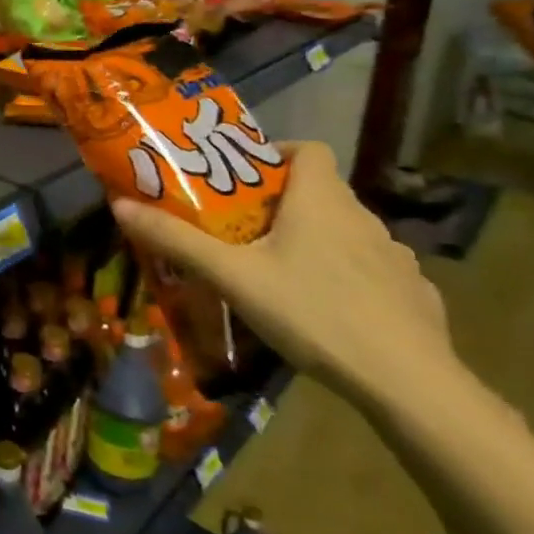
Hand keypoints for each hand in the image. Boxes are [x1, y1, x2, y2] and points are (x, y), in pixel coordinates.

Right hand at [112, 141, 455, 409]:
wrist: (407, 383)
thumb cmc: (312, 311)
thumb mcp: (231, 276)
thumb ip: (177, 240)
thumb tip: (119, 204)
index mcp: (321, 200)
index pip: (309, 150)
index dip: (278, 153)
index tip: (244, 176)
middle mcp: (363, 217)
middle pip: (321, 192)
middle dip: (282, 204)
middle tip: (242, 229)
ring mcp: (396, 257)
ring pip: (346, 232)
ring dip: (315, 240)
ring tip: (280, 272)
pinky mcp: (414, 294)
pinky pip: (372, 270)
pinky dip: (347, 276)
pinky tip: (328, 309)